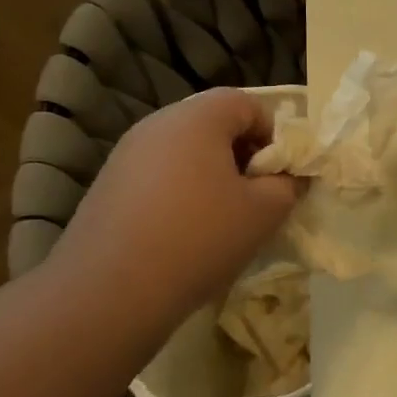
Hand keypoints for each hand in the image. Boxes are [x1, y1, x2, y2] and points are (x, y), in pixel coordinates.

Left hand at [42, 90, 299, 333]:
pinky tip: (184, 235)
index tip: (277, 176)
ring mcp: (126, 154)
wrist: (109, 292)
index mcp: (197, 118)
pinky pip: (159, 176)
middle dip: (242, 156)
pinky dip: (180, 194)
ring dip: (211, 177)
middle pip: (214, 124)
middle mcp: (157, 125)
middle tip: (254, 198)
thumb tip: (288, 177)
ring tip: (221, 220)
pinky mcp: (108, 186)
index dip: (273, 135)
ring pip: (185, 152)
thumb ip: (288, 185)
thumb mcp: (264, 212)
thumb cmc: (200, 238)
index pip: (247, 103)